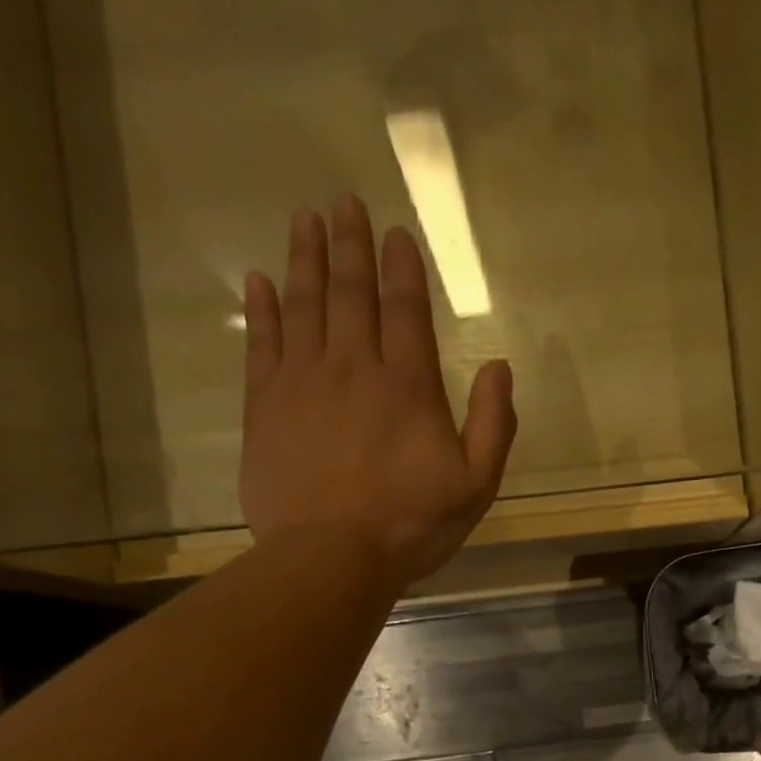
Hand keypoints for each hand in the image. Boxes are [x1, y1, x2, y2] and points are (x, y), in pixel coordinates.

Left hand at [238, 195, 517, 589]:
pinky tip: (260, 281)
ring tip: (305, 219)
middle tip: (343, 202)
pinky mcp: (264, 406)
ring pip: (304, 305)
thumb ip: (494, 426)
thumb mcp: (475, 486)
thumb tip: (500, 368)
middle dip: (349, 244)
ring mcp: (303, 383)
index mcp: (408, 386)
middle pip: (350, 292)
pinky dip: (262, 309)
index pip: (405, 310)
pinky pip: (261, 344)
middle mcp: (353, 367)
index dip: (401, 268)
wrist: (330, 557)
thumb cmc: (410, 526)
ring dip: (305, 258)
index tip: (394, 231)